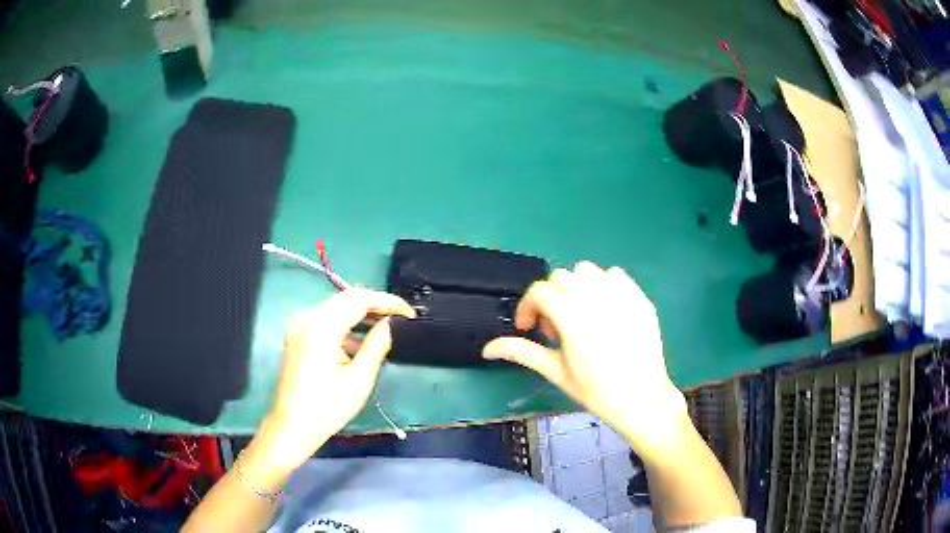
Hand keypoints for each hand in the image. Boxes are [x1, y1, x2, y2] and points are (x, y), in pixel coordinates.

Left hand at [254, 289, 414, 471]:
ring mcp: (299, 326)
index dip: (387, 302)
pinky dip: (346, 325)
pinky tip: (361, 343)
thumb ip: (377, 345)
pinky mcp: (298, 336)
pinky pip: (326, 320)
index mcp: (321, 327)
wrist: (291, 427)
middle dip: (376, 305)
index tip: (409, 313)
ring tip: (387, 329)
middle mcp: (307, 318)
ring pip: (336, 308)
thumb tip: (390, 324)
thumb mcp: (359, 379)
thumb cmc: (327, 408)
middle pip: (346, 299)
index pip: (359, 299)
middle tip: (402, 319)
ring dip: (361, 315)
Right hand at [483, 262, 686, 455]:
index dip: (527, 306)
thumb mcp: (556, 373)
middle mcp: (596, 299)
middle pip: (560, 277)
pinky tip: (605, 311)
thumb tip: (487, 348)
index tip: (528, 328)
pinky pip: (615, 275)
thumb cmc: (597, 392)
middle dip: (550, 298)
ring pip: (587, 271)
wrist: (642, 399)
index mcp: (573, 319)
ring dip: (575, 287)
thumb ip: (522, 352)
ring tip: (580, 315)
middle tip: (555, 329)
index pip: (540, 291)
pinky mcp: (640, 298)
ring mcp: (622, 296)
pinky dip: (603, 285)